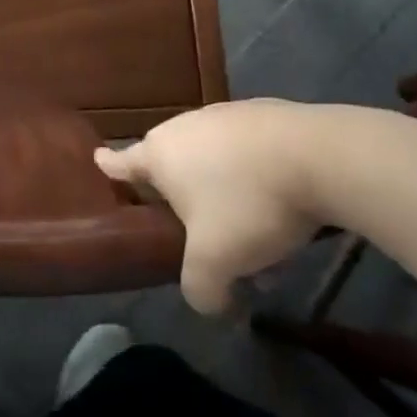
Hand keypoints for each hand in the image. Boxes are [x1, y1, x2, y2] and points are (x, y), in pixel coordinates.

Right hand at [96, 99, 349, 313]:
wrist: (318, 156)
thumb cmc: (247, 204)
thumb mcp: (215, 263)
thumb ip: (200, 289)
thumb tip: (208, 302)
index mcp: (160, 154)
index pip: (122, 162)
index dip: (108, 166)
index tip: (98, 159)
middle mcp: (185, 127)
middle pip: (174, 169)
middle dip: (187, 207)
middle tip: (206, 242)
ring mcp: (225, 116)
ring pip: (217, 165)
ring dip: (229, 202)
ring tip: (262, 244)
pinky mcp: (264, 114)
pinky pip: (249, 154)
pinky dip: (257, 181)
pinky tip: (287, 211)